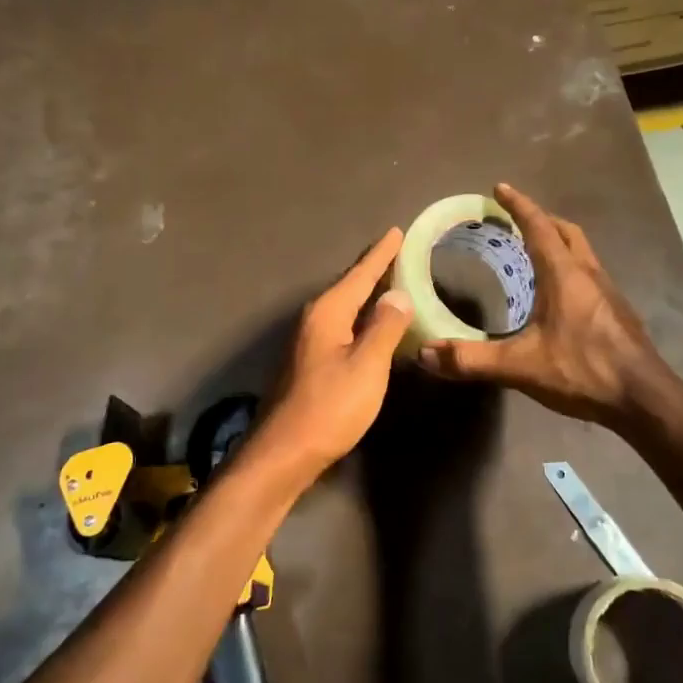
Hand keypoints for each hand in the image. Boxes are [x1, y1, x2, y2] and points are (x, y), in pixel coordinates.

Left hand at [248, 228, 412, 483]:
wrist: (285, 451)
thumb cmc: (330, 406)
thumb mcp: (366, 365)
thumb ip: (384, 327)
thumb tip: (397, 293)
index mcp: (328, 312)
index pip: (360, 274)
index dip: (381, 254)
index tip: (397, 231)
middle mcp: (314, 319)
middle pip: (348, 286)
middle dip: (372, 269)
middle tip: (397, 251)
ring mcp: (308, 341)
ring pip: (343, 306)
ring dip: (365, 293)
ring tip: (388, 281)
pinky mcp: (309, 362)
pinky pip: (340, 325)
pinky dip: (359, 317)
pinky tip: (369, 324)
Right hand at [417, 184, 671, 427]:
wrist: (643, 399)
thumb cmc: (584, 370)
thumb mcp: (520, 367)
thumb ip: (472, 360)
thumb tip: (425, 353)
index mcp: (565, 275)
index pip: (539, 227)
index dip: (518, 205)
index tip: (499, 189)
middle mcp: (589, 274)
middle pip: (566, 232)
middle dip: (540, 219)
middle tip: (514, 221)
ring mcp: (607, 292)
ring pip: (581, 252)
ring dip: (557, 242)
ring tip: (532, 252)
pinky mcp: (616, 312)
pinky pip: (588, 274)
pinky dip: (568, 267)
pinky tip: (556, 295)